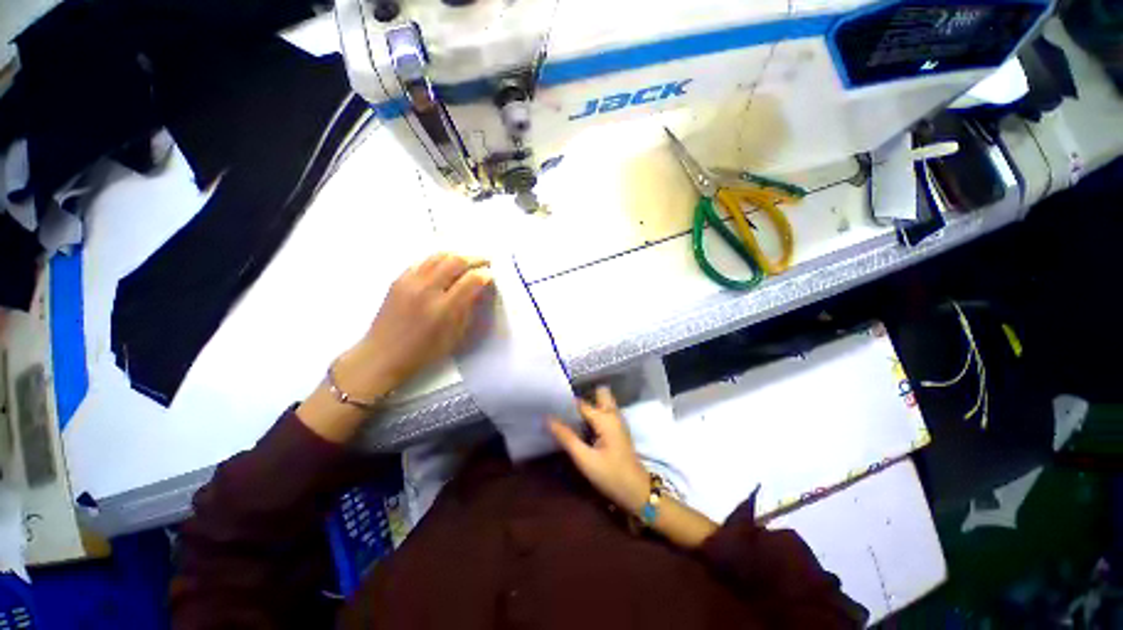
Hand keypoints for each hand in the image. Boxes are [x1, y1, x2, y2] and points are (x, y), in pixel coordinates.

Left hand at [299, 253, 492, 442]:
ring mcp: (410, 282)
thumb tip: (479, 288)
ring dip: (457, 255)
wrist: (382, 354)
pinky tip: (446, 266)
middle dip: (475, 259)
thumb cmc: (424, 351)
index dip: (485, 274)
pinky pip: (423, 261)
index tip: (492, 274)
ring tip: (468, 260)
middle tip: (485, 261)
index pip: (471, 280)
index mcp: (443, 309)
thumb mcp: (455, 335)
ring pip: (439, 256)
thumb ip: (468, 308)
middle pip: (456, 261)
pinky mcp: (398, 279)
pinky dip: (439, 260)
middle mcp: (427, 290)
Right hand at [549, 387, 650, 514]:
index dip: (565, 403)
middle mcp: (612, 414)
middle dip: (583, 395)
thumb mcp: (585, 459)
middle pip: (598, 393)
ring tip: (568, 414)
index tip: (550, 404)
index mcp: (604, 418)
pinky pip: (605, 411)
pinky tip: (581, 424)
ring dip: (588, 404)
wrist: (636, 491)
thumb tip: (547, 418)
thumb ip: (567, 437)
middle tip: (564, 407)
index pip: (580, 403)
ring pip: (603, 401)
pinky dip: (593, 412)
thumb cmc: (611, 475)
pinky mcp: (618, 428)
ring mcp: (617, 420)